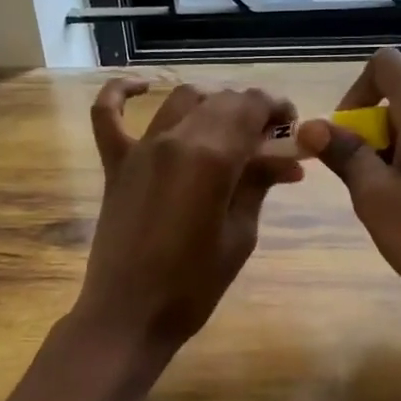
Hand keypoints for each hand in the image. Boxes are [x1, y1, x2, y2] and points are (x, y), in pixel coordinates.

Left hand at [75, 80, 301, 353]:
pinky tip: (142, 86)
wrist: (130, 314)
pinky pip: (108, 114)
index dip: (277, 108)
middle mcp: (175, 138)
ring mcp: (140, 148)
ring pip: (181, 100)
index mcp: (211, 156)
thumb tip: (287, 159)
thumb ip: (259, 184)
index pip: (251, 106)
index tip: (292, 126)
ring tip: (229, 129)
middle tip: (270, 139)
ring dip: (211, 104)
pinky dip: (123, 93)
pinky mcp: (115, 164)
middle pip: (221, 100)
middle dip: (251, 110)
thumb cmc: (194, 284)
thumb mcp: (240, 234)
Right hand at [296, 48, 400, 345]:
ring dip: (387, 155)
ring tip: (384, 204)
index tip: (344, 134)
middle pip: (398, 101)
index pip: (386, 64)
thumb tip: (312, 126)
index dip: (356, 90)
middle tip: (359, 183)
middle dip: (367, 133)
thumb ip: (344, 154)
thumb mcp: (375, 197)